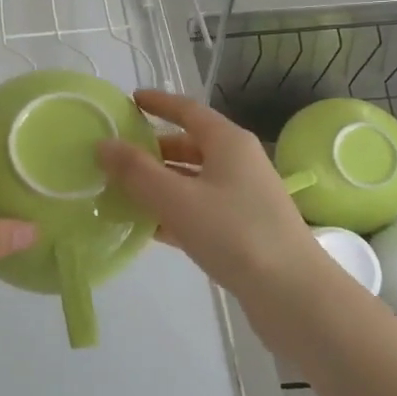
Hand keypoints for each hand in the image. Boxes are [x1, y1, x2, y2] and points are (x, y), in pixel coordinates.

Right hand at [96, 89, 324, 299]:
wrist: (293, 294)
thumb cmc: (234, 233)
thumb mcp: (177, 199)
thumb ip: (136, 171)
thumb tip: (103, 144)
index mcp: (228, 142)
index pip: (187, 110)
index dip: (158, 103)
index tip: (130, 101)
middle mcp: (238, 162)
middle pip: (189, 145)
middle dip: (153, 149)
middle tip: (117, 155)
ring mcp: (243, 197)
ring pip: (193, 180)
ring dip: (160, 183)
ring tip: (122, 191)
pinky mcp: (243, 229)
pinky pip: (200, 209)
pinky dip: (174, 212)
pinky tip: (147, 228)